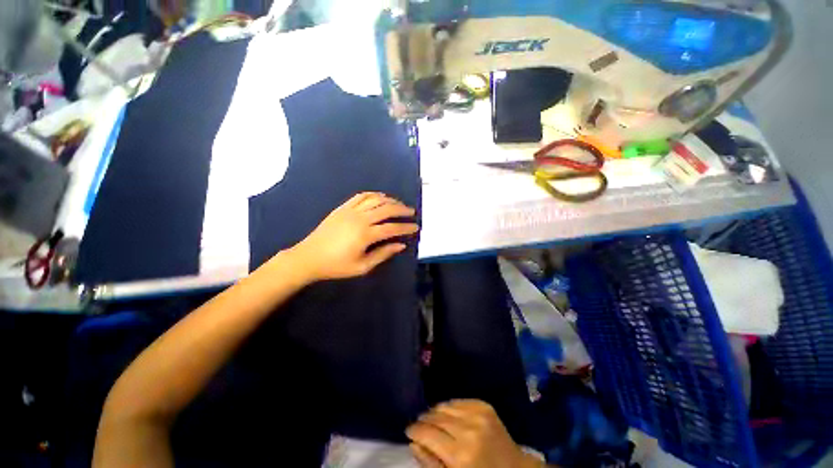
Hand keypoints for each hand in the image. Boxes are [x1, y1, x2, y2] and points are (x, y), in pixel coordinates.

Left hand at [289, 192, 417, 281]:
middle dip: (402, 209)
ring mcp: (350, 211)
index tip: (416, 227)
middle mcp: (360, 218)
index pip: (392, 228)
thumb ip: (383, 254)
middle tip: (411, 212)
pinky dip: (374, 194)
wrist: (309, 257)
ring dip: (390, 200)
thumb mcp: (362, 266)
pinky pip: (361, 196)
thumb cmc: (337, 266)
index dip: (406, 227)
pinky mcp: (342, 207)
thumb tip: (400, 245)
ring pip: (375, 199)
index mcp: (366, 235)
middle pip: (386, 209)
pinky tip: (380, 197)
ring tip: (398, 204)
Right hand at [406, 400, 541, 467]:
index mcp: (461, 455)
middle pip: (435, 416)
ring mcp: (478, 413)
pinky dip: (449, 407)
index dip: (414, 430)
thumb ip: (431, 462)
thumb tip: (412, 442)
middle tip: (419, 427)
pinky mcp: (484, 405)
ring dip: (435, 412)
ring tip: (434, 422)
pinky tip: (449, 416)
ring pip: (445, 405)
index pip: (428, 434)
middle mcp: (469, 429)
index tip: (408, 430)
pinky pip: (458, 401)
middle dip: (423, 421)